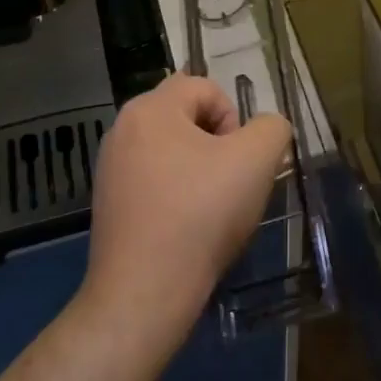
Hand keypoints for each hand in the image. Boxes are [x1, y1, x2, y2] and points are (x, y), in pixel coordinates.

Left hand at [79, 73, 290, 357]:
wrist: (144, 293)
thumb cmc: (201, 214)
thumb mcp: (257, 160)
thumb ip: (272, 128)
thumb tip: (265, 130)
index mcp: (150, 108)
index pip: (206, 87)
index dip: (233, 118)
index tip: (239, 160)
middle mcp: (123, 129)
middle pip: (186, 117)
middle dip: (217, 144)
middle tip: (230, 182)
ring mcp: (110, 168)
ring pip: (172, 151)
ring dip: (199, 170)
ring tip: (211, 209)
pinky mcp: (108, 204)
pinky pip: (154, 181)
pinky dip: (176, 195)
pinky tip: (187, 229)